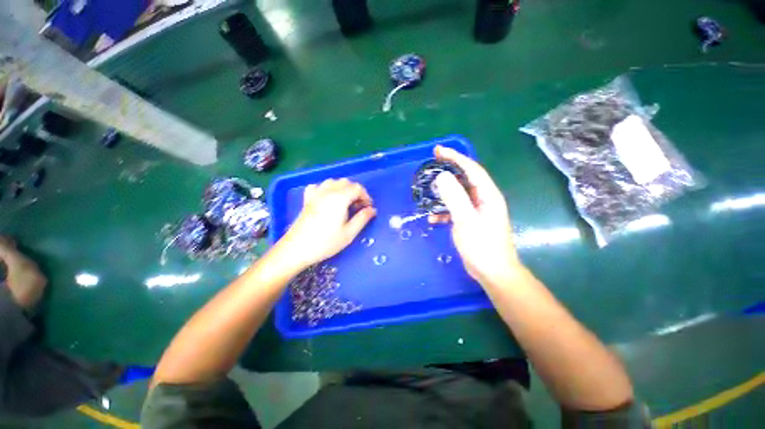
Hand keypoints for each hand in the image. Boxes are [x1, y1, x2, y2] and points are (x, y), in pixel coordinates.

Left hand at [281, 179, 375, 268]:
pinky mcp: (307, 199)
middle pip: (346, 182)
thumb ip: (363, 218)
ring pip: (333, 182)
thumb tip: (372, 210)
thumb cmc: (326, 242)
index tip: (368, 208)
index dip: (366, 196)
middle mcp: (328, 191)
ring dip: (343, 189)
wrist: (297, 249)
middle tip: (359, 207)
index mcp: (340, 198)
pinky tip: (328, 199)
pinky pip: (318, 186)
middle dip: (356, 192)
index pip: (357, 188)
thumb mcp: (349, 233)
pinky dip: (326, 189)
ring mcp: (315, 194)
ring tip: (346, 203)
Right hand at [429, 146, 521, 285]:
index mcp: (487, 195)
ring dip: (443, 194)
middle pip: (464, 179)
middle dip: (447, 172)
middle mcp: (483, 199)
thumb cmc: (482, 246)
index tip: (438, 150)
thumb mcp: (466, 221)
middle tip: (430, 167)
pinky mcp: (470, 220)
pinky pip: (455, 209)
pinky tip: (433, 218)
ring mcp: (477, 210)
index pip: (472, 169)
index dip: (455, 157)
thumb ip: (455, 198)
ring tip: (428, 193)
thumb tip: (442, 176)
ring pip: (458, 194)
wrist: (492, 272)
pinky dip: (444, 210)